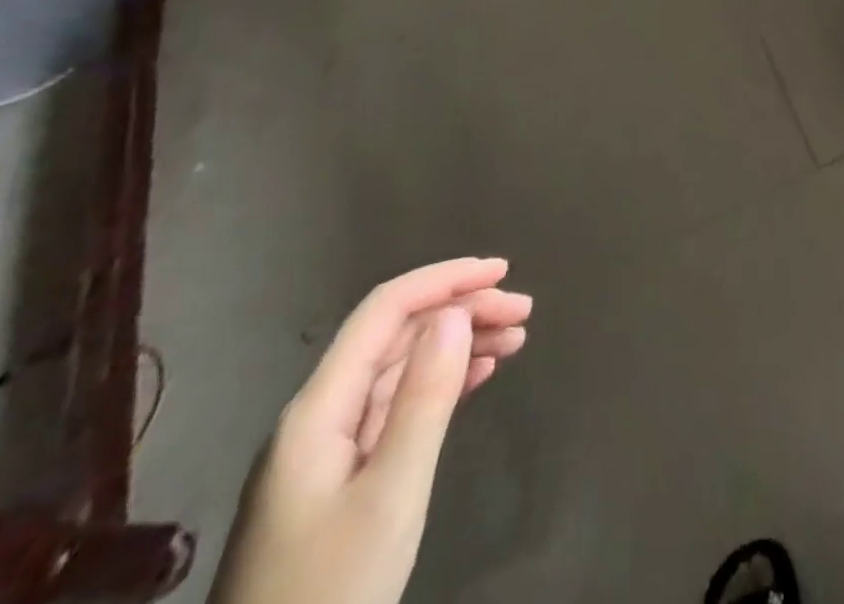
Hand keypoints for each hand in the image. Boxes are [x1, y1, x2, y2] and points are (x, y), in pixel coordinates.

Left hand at [209, 258, 533, 603]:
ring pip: (400, 367)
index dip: (444, 280)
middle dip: (461, 311)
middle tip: (524, 313)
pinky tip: (479, 375)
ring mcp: (326, 449)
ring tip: (516, 338)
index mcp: (319, 409)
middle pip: (396, 335)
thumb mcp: (391, 493)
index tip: (503, 272)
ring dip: (459, 343)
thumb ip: (424, 398)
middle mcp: (319, 415)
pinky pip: (398, 404)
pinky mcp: (340, 478)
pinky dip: (443, 380)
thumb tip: (455, 313)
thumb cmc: (333, 588)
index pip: (385, 311)